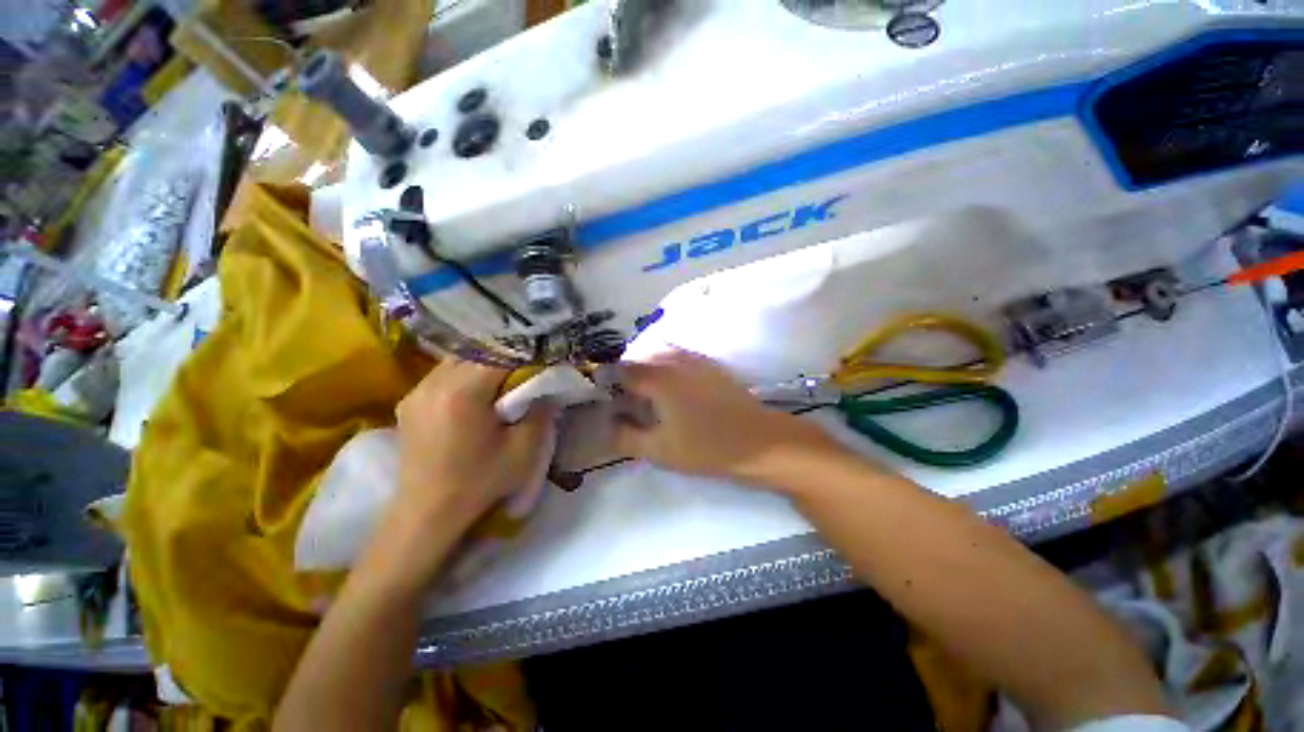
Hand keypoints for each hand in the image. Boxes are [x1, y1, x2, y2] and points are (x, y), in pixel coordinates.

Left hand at [394, 358, 555, 530]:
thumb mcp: (523, 451)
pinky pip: (442, 374)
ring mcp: (417, 391)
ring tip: (502, 377)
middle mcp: (434, 384)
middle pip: (476, 351)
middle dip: (505, 354)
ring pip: (457, 359)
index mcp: (463, 393)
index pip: (499, 353)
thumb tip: (550, 388)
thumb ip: (541, 413)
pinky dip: (464, 374)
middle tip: (526, 366)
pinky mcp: (409, 402)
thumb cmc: (479, 483)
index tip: (544, 357)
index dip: (525, 352)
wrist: (426, 514)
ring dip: (483, 362)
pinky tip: (475, 392)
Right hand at [612, 350, 847, 486]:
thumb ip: (626, 436)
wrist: (760, 441)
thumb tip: (608, 424)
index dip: (606, 378)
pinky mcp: (710, 366)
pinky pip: (678, 357)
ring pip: (660, 354)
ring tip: (643, 391)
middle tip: (621, 396)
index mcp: (658, 377)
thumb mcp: (659, 450)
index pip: (622, 369)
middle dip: (626, 372)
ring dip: (646, 367)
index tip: (601, 393)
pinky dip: (665, 366)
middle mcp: (674, 360)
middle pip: (640, 357)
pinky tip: (670, 387)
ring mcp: (695, 360)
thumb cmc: (707, 447)